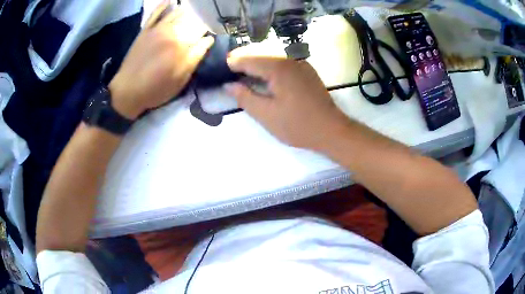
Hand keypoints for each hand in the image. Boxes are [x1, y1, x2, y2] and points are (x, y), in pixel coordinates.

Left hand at [110, 2, 213, 118]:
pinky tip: (170, 1)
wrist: (127, 92)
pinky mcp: (145, 30)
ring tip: (193, 13)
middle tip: (201, 27)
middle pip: (191, 18)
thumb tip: (209, 39)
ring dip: (187, 11)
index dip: (209, 31)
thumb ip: (196, 57)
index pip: (202, 29)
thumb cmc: (156, 89)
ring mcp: (156, 28)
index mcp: (181, 43)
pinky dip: (163, 5)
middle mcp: (171, 30)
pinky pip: (155, 13)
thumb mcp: (181, 79)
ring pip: (176, 12)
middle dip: (200, 21)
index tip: (211, 36)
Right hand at [225, 47, 349, 149]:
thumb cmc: (297, 125)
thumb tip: (228, 85)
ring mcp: (301, 64)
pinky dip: (269, 67)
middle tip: (228, 67)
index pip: (249, 59)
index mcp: (278, 68)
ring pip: (272, 58)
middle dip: (243, 59)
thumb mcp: (266, 115)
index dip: (233, 62)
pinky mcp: (307, 72)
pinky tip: (263, 75)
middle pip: (260, 55)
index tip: (220, 66)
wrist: (331, 130)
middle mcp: (289, 60)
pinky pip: (282, 64)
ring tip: (242, 71)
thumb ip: (245, 97)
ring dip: (256, 63)